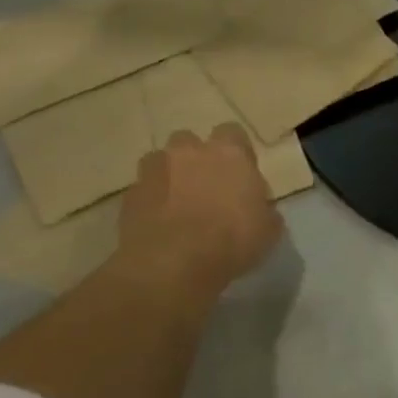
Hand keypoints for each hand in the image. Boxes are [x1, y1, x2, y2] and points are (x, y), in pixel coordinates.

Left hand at [113, 126, 283, 291]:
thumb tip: (258, 207)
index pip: (233, 132)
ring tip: (178, 205)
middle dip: (196, 159)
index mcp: (229, 154)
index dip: (236, 152)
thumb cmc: (232, 241)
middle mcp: (189, 152)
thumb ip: (263, 208)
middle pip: (190, 142)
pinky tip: (160, 225)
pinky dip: (151, 202)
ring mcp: (154, 171)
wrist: (173, 265)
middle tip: (206, 188)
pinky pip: (144, 190)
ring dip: (170, 177)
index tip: (240, 174)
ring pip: (161, 162)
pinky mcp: (130, 196)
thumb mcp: (268, 229)